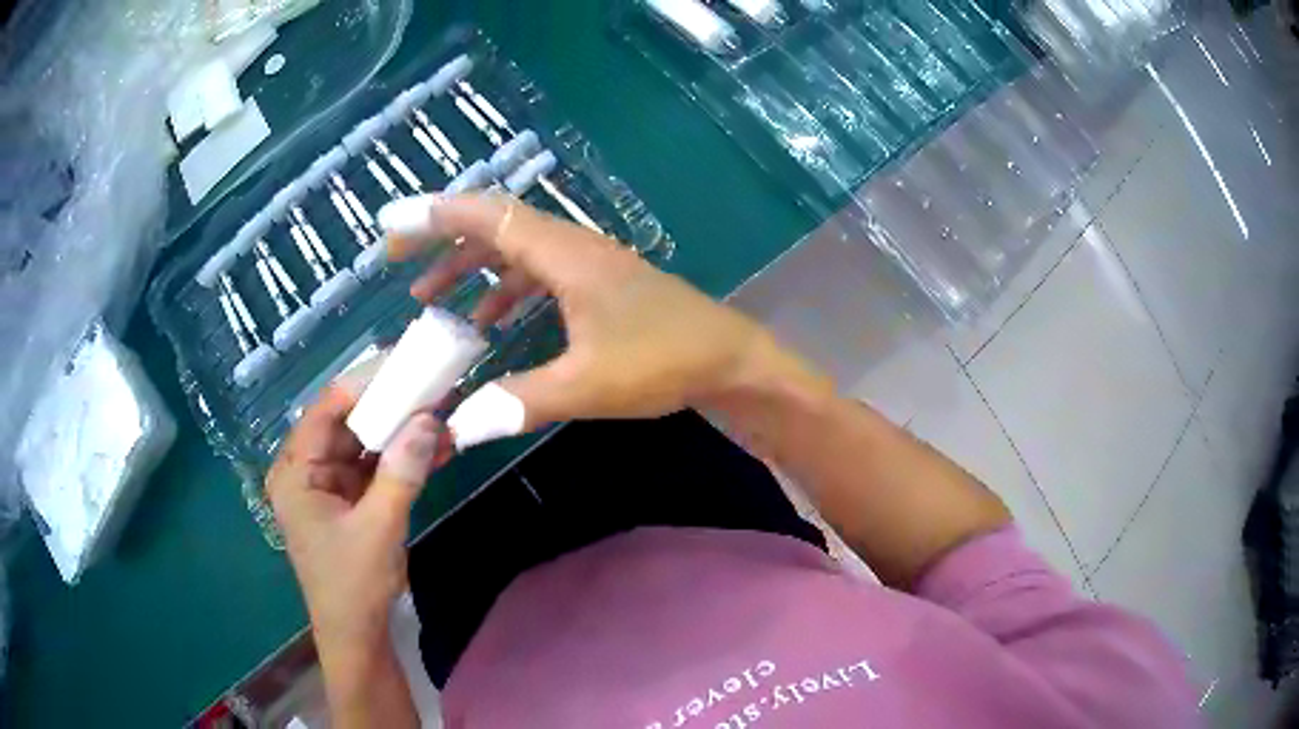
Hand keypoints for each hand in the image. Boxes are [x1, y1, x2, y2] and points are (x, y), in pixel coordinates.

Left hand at [265, 377, 450, 653]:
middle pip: (348, 425)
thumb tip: (429, 419)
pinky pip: (378, 470)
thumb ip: (402, 471)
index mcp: (296, 472)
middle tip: (432, 386)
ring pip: (367, 446)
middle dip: (390, 409)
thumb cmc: (354, 583)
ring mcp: (331, 487)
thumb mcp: (379, 526)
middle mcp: (309, 471)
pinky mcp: (352, 502)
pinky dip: (404, 461)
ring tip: (444, 413)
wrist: (359, 636)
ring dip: (403, 435)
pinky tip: (438, 447)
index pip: (326, 411)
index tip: (405, 365)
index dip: (364, 385)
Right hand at [385, 193, 828, 446]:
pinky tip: (487, 321)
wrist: (728, 360)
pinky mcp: (596, 284)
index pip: (486, 217)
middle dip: (441, 238)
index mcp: (564, 255)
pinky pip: (535, 275)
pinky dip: (503, 291)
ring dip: (468, 268)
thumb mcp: (586, 386)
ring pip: (513, 251)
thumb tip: (457, 427)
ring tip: (428, 299)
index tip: (391, 224)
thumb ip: (518, 402)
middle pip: (494, 225)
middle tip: (396, 256)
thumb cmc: (663, 361)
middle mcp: (571, 246)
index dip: (434, 216)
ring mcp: (586, 263)